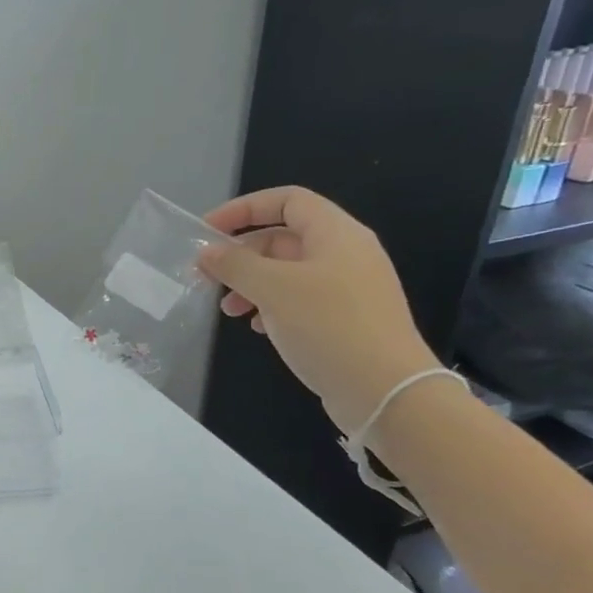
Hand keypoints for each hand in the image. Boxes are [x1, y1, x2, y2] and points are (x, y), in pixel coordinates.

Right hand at [196, 187, 437, 433]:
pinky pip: (298, 300)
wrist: (386, 391)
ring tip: (227, 309)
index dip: (244, 209)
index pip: (286, 200)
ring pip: (286, 272)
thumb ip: (235, 265)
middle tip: (207, 277)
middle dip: (240, 255)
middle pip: (282, 238)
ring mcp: (346, 288)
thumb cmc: (329, 327)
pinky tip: (255, 328)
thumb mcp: (273, 289)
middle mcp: (344, 253)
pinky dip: (270, 306)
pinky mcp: (343, 319)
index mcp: (335, 234)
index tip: (207, 231)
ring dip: (250, 284)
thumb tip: (206, 252)